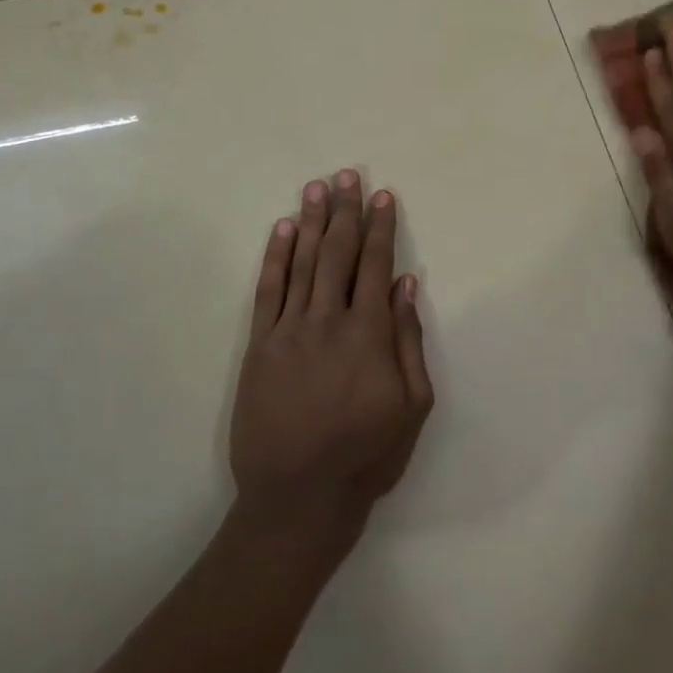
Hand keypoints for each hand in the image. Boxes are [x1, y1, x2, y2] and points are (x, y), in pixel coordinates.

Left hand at [230, 171, 434, 536]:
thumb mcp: (413, 406)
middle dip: (345, 211)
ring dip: (312, 221)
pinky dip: (276, 257)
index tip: (383, 196)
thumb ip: (410, 341)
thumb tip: (408, 285)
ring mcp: (289, 330)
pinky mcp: (260, 346)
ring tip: (316, 187)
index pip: (376, 265)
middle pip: (338, 253)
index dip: (381, 228)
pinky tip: (283, 229)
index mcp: (370, 334)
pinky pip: (269, 291)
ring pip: (303, 263)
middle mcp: (328, 320)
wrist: (298, 497)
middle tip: (346, 175)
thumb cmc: (366, 455)